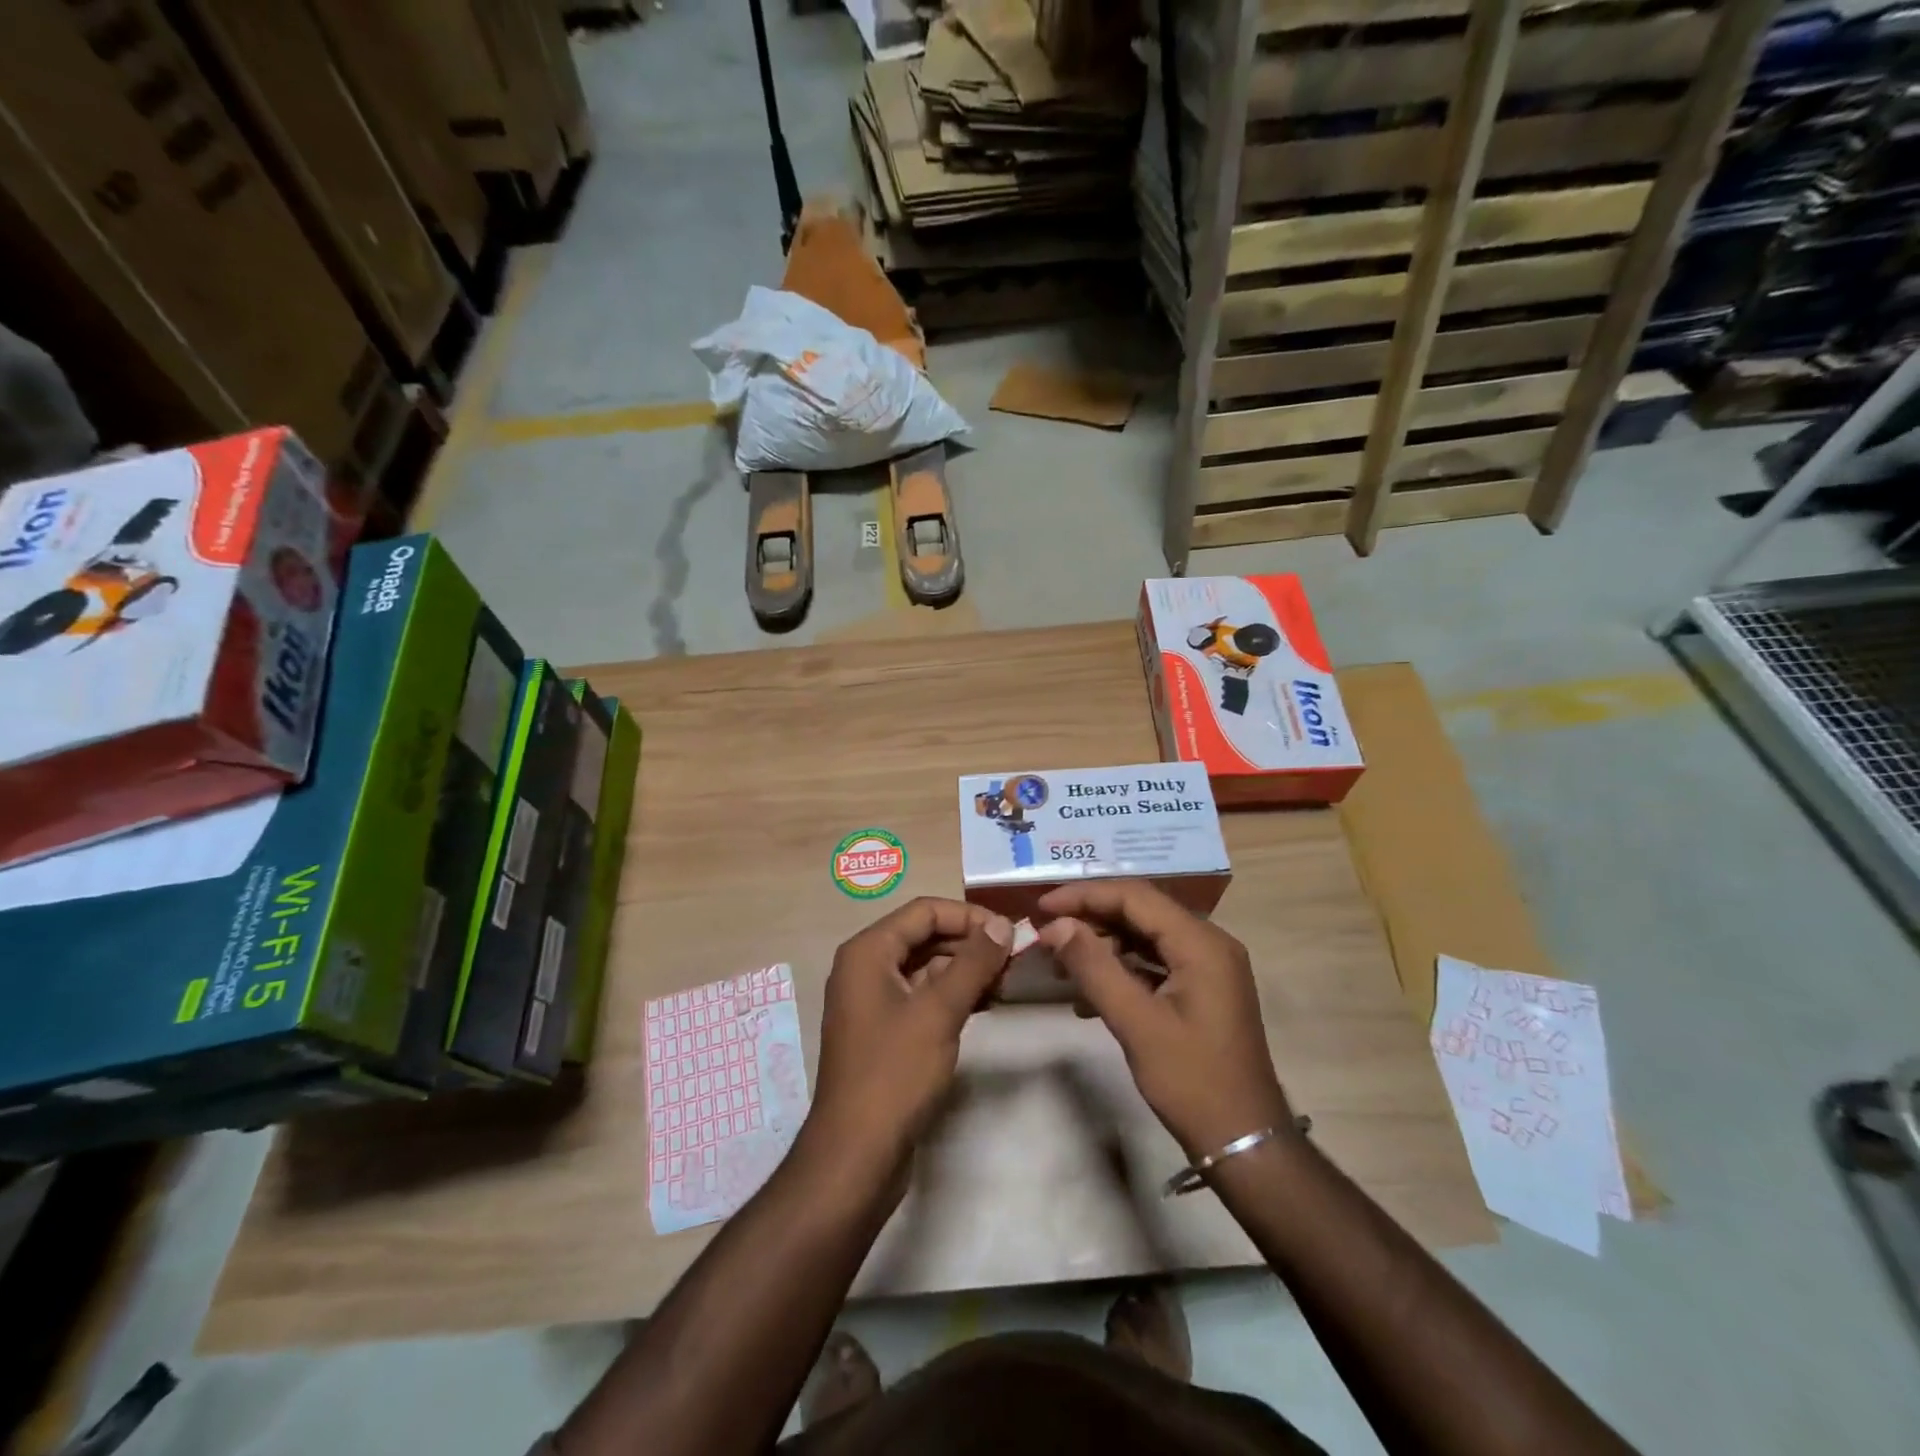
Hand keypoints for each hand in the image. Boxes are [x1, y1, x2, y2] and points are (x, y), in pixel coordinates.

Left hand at [808, 898, 1011, 1170]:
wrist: (856, 1154)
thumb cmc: (895, 1073)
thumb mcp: (939, 1011)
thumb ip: (973, 962)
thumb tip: (1003, 924)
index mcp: (867, 952)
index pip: (924, 911)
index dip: (969, 916)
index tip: (1009, 933)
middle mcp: (865, 968)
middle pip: (924, 936)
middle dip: (970, 944)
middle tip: (1015, 960)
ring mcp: (873, 1001)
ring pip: (925, 968)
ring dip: (965, 970)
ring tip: (1007, 983)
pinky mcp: (884, 1031)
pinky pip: (922, 996)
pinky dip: (953, 995)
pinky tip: (986, 1004)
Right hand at [1036, 879, 1291, 1158]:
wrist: (1245, 1142)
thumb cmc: (1193, 1082)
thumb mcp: (1136, 1024)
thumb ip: (1094, 968)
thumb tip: (1056, 927)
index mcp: (1201, 943)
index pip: (1134, 896)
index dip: (1084, 895)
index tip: (1042, 909)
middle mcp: (1209, 943)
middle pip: (1139, 911)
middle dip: (1090, 920)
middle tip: (1047, 939)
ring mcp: (1207, 966)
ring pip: (1144, 936)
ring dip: (1101, 946)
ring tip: (1059, 967)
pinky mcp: (1201, 988)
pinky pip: (1154, 962)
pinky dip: (1120, 969)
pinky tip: (1087, 996)